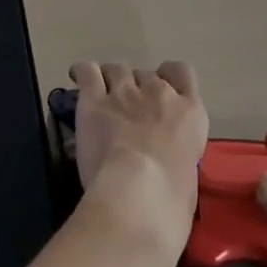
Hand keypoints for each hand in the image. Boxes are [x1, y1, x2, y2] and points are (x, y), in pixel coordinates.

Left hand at [69, 61, 208, 254]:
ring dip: (111, 79)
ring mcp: (126, 92)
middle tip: (128, 109)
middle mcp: (159, 92)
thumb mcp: (189, 171)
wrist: (140, 194)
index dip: (168, 77)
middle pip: (145, 74)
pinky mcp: (95, 100)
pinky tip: (77, 76)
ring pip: (117, 69)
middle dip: (137, 88)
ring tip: (103, 94)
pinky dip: (82, 72)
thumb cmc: (172, 197)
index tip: (158, 92)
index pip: (181, 72)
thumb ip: (177, 152)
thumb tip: (165, 158)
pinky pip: (87, 72)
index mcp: (189, 111)